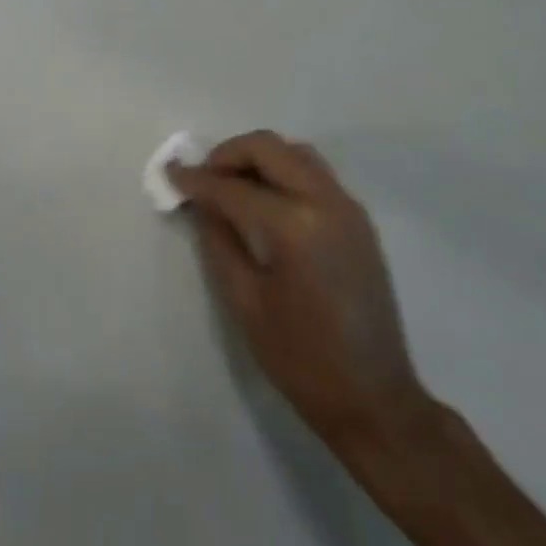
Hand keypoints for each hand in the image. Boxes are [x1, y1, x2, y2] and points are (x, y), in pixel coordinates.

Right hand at [169, 132, 431, 457]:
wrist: (374, 397)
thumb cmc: (301, 359)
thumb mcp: (245, 302)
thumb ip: (219, 241)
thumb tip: (202, 203)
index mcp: (295, 225)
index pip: (233, 187)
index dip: (196, 179)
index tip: (170, 172)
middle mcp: (325, 200)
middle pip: (268, 148)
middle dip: (228, 155)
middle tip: (202, 178)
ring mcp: (347, 206)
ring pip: (295, 153)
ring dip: (259, 158)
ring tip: (231, 186)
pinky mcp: (358, 219)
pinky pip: (315, 174)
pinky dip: (283, 172)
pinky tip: (264, 200)